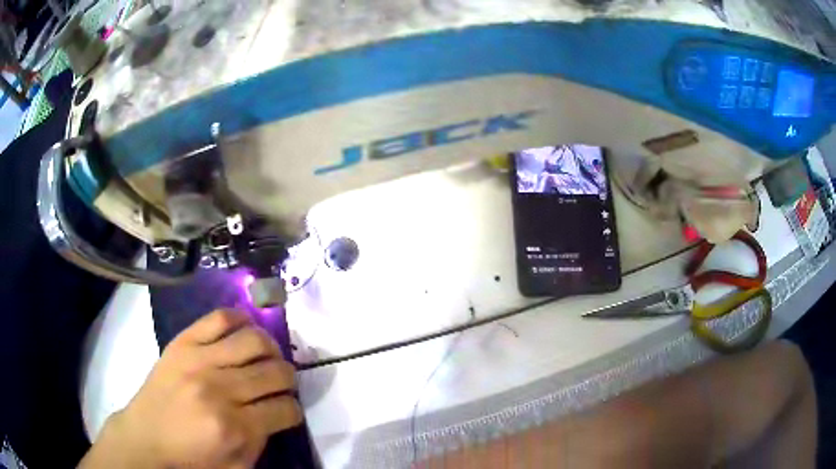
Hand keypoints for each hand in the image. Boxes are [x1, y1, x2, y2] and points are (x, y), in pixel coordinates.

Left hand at [80, 309, 301, 468]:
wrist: (146, 437)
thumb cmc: (191, 458)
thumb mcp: (236, 466)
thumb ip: (262, 441)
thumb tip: (276, 413)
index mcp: (234, 428)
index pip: (285, 409)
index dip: (293, 411)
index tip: (288, 412)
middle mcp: (219, 389)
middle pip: (275, 372)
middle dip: (288, 380)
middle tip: (281, 385)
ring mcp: (199, 360)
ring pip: (254, 340)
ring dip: (271, 350)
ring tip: (266, 358)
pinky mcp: (183, 341)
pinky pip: (220, 317)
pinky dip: (240, 319)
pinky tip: (245, 330)